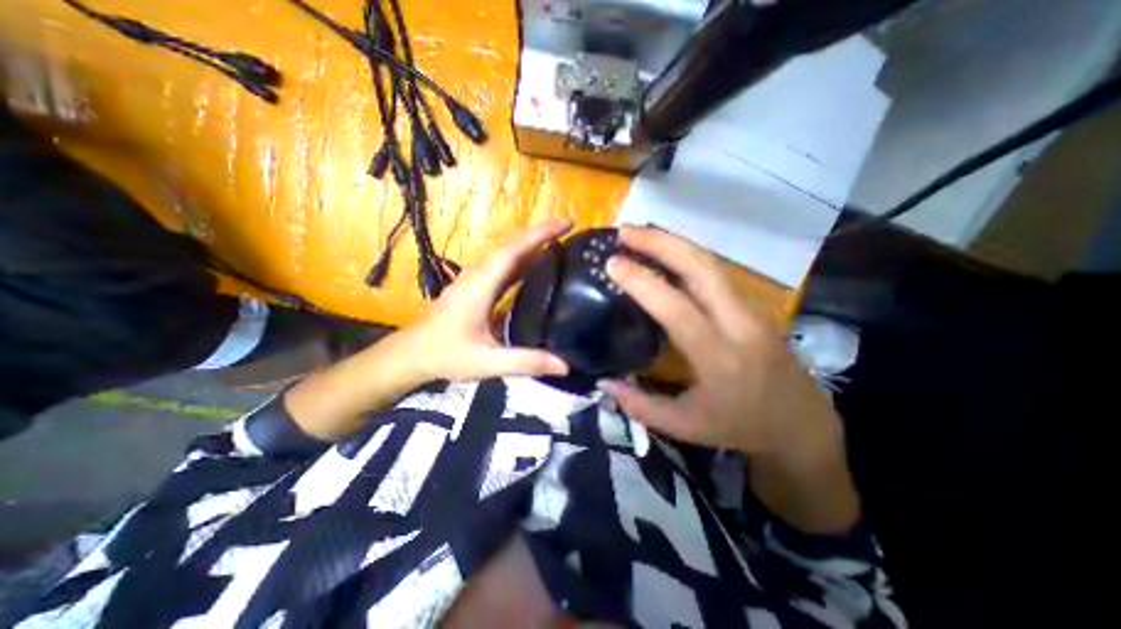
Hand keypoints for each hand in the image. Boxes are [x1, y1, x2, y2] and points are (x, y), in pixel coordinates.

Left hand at [286, 221, 573, 440]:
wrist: (411, 354)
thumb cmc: (446, 355)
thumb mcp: (487, 362)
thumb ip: (525, 362)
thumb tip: (565, 365)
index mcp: (481, 285)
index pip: (514, 250)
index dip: (540, 234)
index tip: (567, 224)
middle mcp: (478, 275)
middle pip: (511, 246)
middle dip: (540, 234)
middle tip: (569, 230)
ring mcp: (475, 280)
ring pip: (506, 254)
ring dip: (531, 244)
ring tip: (558, 243)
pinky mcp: (474, 288)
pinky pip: (502, 267)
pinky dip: (521, 260)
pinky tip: (534, 267)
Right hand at [601, 227, 834, 456]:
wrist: (800, 423)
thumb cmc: (739, 427)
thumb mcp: (684, 427)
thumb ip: (640, 405)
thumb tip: (604, 381)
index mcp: (719, 359)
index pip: (677, 308)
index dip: (642, 282)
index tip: (613, 264)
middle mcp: (739, 325)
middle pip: (702, 268)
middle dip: (661, 242)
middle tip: (625, 232)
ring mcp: (751, 310)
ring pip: (711, 262)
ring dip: (674, 242)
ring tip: (641, 234)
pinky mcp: (754, 305)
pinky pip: (716, 271)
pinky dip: (687, 254)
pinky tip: (666, 252)